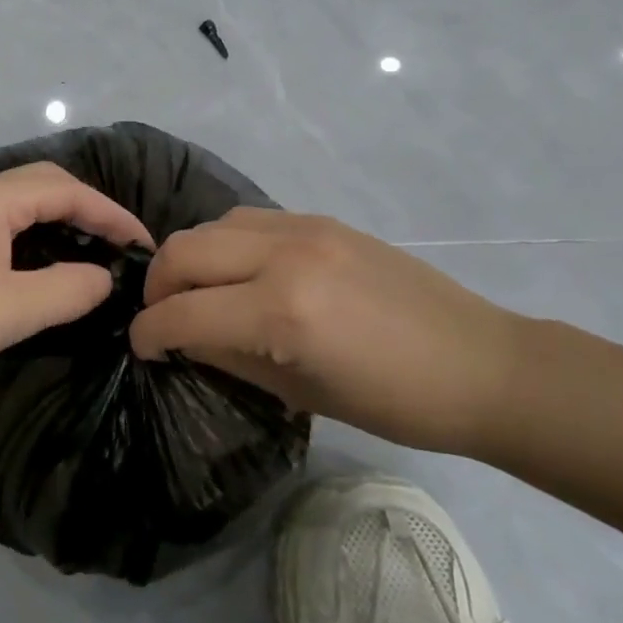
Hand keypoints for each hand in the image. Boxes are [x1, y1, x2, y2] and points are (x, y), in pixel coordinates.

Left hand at [0, 163, 153, 400]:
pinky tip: (42, 264)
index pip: (69, 191)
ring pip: (21, 203)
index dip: (112, 215)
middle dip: (89, 209)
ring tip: (92, 251)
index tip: (145, 244)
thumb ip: (68, 290)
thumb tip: (104, 278)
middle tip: (121, 244)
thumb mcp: (11, 309)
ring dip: (60, 220)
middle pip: (45, 185)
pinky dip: (34, 235)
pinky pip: (2, 222)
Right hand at [129, 208, 524, 455]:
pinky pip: (250, 220)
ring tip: (199, 291)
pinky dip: (227, 243)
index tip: (142, 348)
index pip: (183, 312)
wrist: (480, 364)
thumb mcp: (299, 392)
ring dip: (191, 258)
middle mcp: (284, 255)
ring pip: (213, 225)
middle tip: (163, 317)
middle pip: (185, 251)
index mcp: (281, 311)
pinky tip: (241, 272)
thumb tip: (183, 338)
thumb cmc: (394, 402)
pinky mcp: (322, 220)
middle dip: (158, 286)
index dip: (149, 333)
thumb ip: (229, 356)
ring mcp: (305, 228)